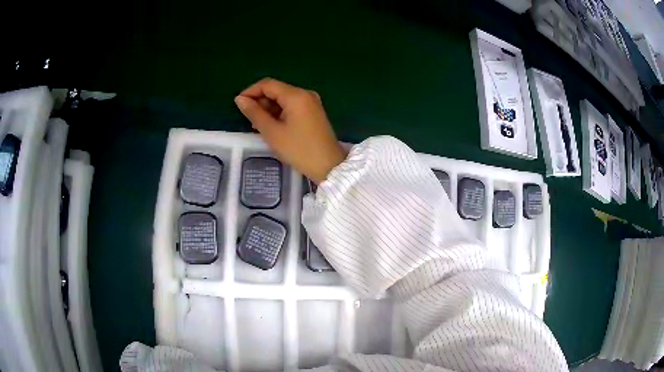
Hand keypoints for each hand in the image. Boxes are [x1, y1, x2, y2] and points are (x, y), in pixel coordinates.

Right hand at [235, 78, 346, 183]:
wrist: (329, 166)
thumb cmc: (298, 149)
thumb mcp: (272, 132)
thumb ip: (254, 113)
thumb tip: (240, 99)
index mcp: (296, 95)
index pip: (268, 84)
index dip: (250, 91)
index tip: (238, 104)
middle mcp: (305, 94)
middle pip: (276, 90)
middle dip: (260, 101)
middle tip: (248, 119)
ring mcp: (311, 103)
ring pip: (283, 99)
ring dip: (268, 109)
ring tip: (257, 126)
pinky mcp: (314, 112)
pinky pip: (292, 107)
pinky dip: (279, 113)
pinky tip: (271, 126)